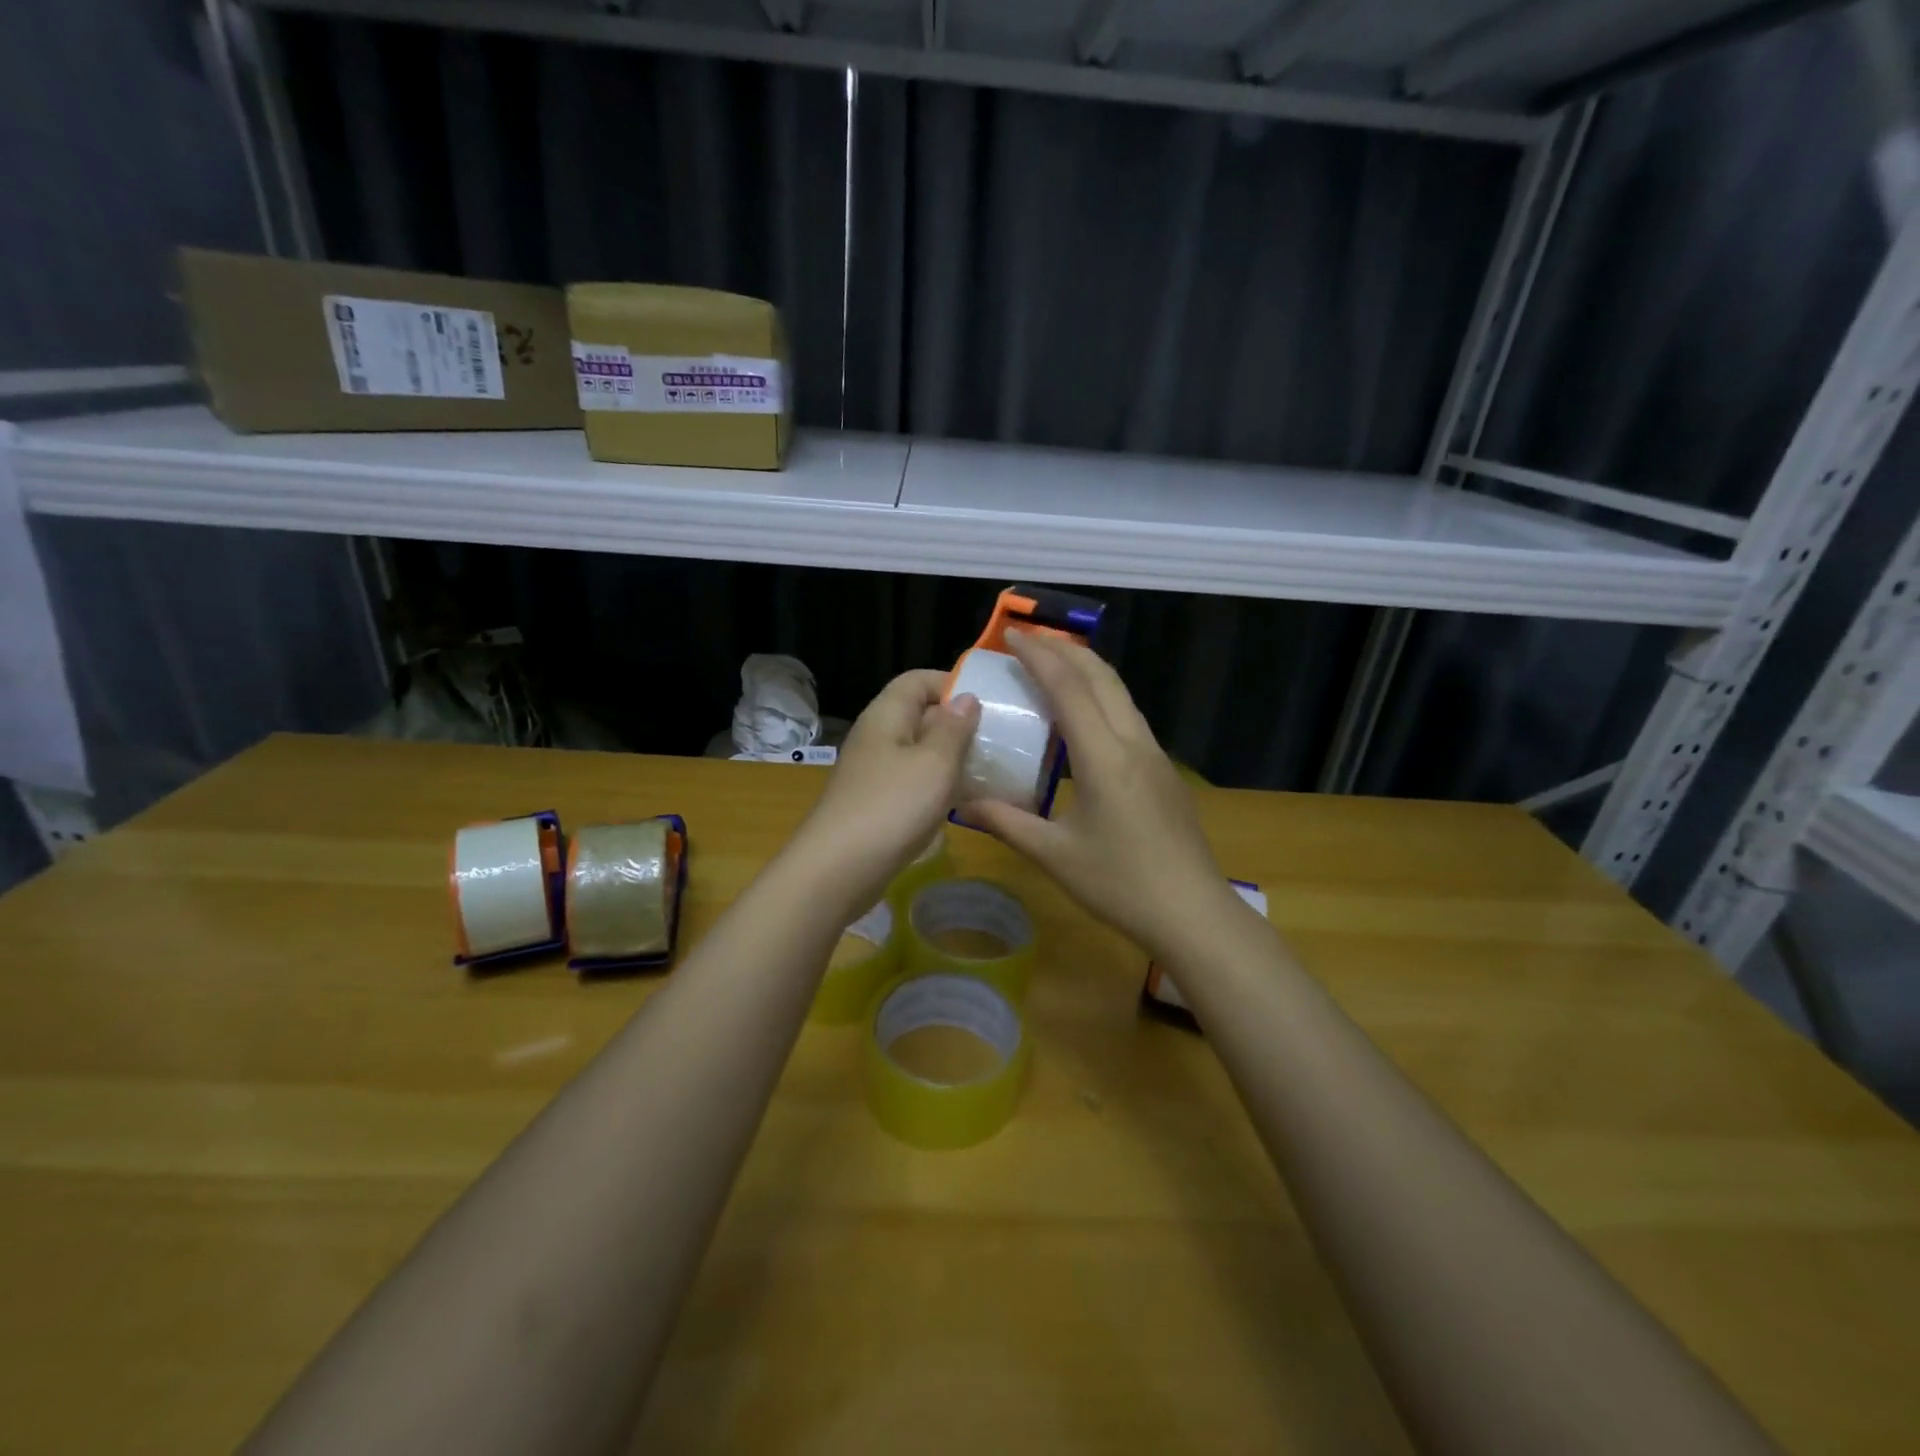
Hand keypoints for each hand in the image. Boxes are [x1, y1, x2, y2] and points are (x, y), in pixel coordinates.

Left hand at [793, 669, 980, 911]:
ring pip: (918, 752)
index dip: (951, 683)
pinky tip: (961, 803)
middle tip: (996, 740)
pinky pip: (912, 782)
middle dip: (957, 724)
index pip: (917, 680)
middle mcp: (877, 737)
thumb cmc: (892, 806)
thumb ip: (953, 729)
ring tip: (987, 770)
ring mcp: (874, 772)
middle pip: (919, 715)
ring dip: (950, 758)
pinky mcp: (877, 804)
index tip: (987, 704)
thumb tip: (965, 698)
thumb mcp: (934, 763)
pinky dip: (937, 786)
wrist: (838, 870)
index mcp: (886, 715)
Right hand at [958, 630, 1237, 957]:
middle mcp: (1133, 743)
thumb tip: (961, 804)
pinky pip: (1128, 716)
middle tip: (1030, 639)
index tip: (1012, 635)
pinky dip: (1101, 697)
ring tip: (1053, 665)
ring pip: (1120, 693)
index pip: (1069, 688)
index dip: (1039, 656)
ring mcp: (1154, 755)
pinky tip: (1084, 716)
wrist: (1192, 912)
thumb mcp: (1054, 855)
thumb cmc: (1120, 884)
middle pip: (1101, 676)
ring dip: (1087, 670)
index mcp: (1104, 757)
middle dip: (1065, 649)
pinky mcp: (1163, 771)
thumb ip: (1006, 822)